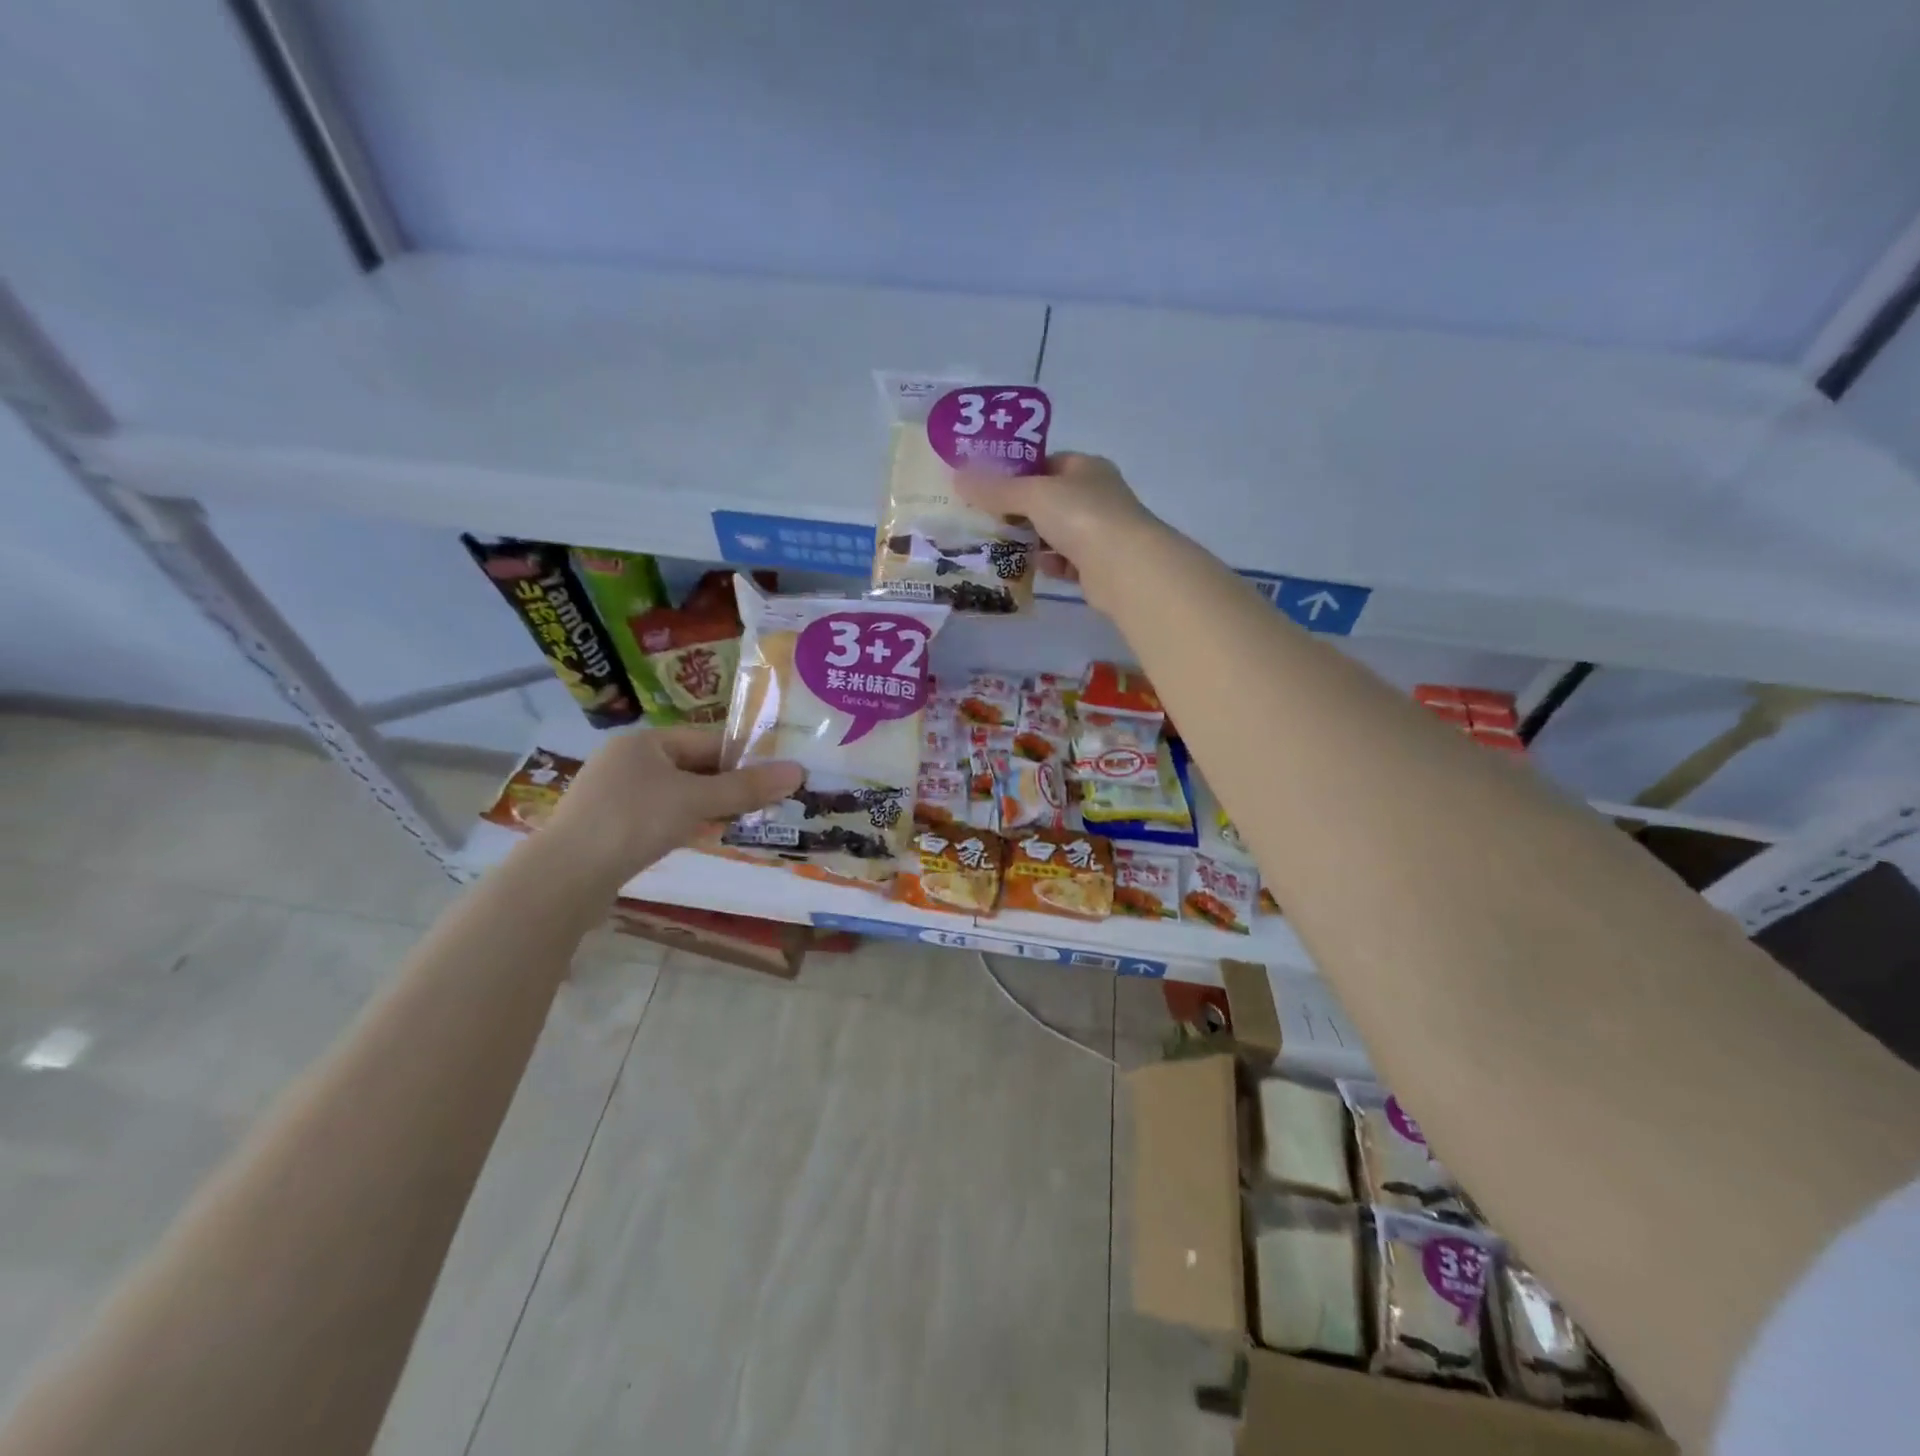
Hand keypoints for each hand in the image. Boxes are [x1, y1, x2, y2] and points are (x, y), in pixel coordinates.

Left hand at [541, 726, 802, 885]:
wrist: (565, 877)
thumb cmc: (634, 822)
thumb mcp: (696, 801)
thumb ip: (746, 788)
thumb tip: (799, 771)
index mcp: (646, 741)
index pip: (709, 740)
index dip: (746, 756)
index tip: (778, 775)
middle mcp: (628, 760)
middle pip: (694, 766)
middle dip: (730, 784)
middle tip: (767, 802)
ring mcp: (615, 793)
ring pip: (678, 792)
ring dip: (710, 805)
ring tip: (743, 821)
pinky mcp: (609, 825)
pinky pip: (659, 814)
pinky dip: (684, 822)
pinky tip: (702, 836)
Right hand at [955, 453, 1162, 611]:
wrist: (1125, 567)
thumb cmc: (1082, 516)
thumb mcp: (1033, 495)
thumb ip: (997, 490)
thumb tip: (958, 478)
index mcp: (1086, 468)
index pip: (1047, 463)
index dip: (1017, 472)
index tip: (986, 486)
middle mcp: (1096, 496)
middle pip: (1049, 500)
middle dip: (1018, 511)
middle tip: (984, 519)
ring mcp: (1099, 532)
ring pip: (1055, 533)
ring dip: (1031, 540)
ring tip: (998, 546)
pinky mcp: (1097, 566)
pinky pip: (1064, 562)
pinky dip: (1048, 564)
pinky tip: (1029, 569)